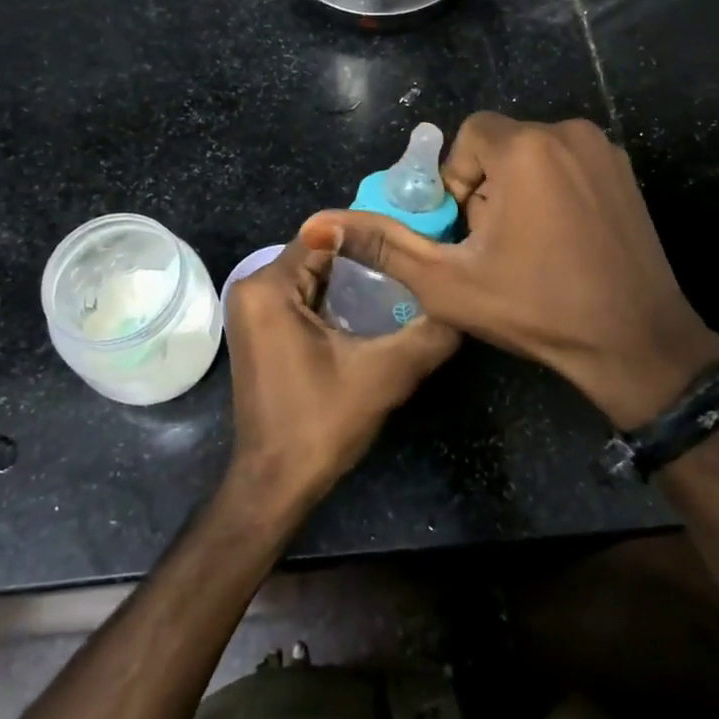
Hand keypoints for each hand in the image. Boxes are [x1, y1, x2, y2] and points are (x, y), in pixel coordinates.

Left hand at [222, 224, 459, 518]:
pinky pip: (302, 296)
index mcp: (268, 287)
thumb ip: (428, 333)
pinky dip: (335, 298)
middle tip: (413, 263)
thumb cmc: (321, 422)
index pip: (326, 235)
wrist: (276, 483)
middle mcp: (252, 288)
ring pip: (313, 275)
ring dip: (352, 279)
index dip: (371, 235)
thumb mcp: (385, 374)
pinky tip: (373, 308)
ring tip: (402, 282)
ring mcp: (253, 310)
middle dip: (365, 257)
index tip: (412, 242)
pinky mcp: (261, 329)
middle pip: (318, 253)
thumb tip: (466, 303)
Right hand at [306, 114, 718, 428]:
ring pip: (535, 155)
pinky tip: (561, 242)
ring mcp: (605, 151)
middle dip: (487, 189)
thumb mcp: (447, 283)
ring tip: (528, 248)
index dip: (457, 182)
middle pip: (501, 145)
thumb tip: (318, 223)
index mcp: (525, 148)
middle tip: (495, 246)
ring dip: (518, 191)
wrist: (636, 344)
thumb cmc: (537, 310)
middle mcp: (568, 132)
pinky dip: (553, 192)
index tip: (467, 231)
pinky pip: (569, 165)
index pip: (468, 137)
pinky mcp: (626, 173)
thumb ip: (383, 245)